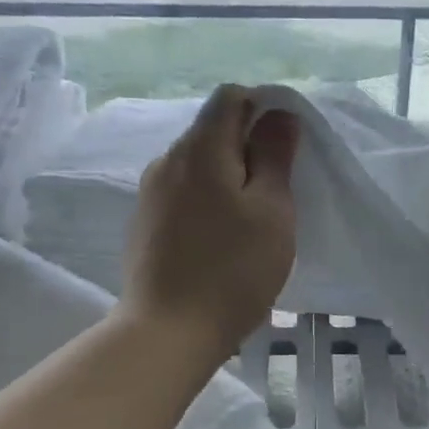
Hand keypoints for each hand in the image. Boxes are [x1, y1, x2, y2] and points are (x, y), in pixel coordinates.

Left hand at [121, 85, 299, 361]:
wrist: (168, 332)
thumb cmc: (233, 270)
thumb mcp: (272, 211)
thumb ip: (275, 155)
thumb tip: (277, 113)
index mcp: (201, 148)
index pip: (231, 97)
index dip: (264, 108)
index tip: (285, 148)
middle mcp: (168, 160)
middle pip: (212, 130)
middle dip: (247, 147)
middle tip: (276, 192)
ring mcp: (150, 193)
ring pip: (197, 165)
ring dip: (227, 177)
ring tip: (249, 221)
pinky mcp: (144, 223)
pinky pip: (182, 193)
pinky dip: (206, 200)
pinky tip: (219, 239)